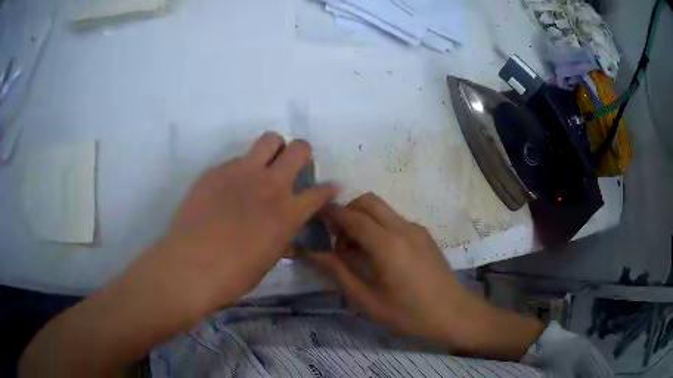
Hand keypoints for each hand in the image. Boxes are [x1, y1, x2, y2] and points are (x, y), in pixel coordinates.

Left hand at [128, 132, 338, 317]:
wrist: (191, 266)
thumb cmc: (233, 274)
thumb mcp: (267, 261)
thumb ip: (281, 241)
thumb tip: (286, 239)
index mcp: (287, 212)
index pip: (320, 192)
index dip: (328, 188)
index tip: (329, 187)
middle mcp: (270, 185)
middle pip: (299, 148)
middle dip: (303, 154)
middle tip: (293, 167)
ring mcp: (242, 172)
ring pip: (269, 140)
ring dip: (274, 150)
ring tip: (263, 166)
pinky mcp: (216, 170)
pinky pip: (236, 160)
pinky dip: (240, 170)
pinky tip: (227, 190)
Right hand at [311, 193, 544, 358]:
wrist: (454, 314)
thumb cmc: (409, 314)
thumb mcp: (368, 301)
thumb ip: (339, 272)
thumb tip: (313, 253)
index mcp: (387, 245)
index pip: (351, 217)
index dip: (330, 213)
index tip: (313, 214)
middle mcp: (403, 228)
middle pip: (368, 201)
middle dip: (347, 210)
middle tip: (336, 237)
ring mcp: (416, 229)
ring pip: (382, 209)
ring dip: (363, 218)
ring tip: (355, 249)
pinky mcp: (424, 235)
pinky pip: (394, 220)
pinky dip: (378, 226)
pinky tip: (378, 254)